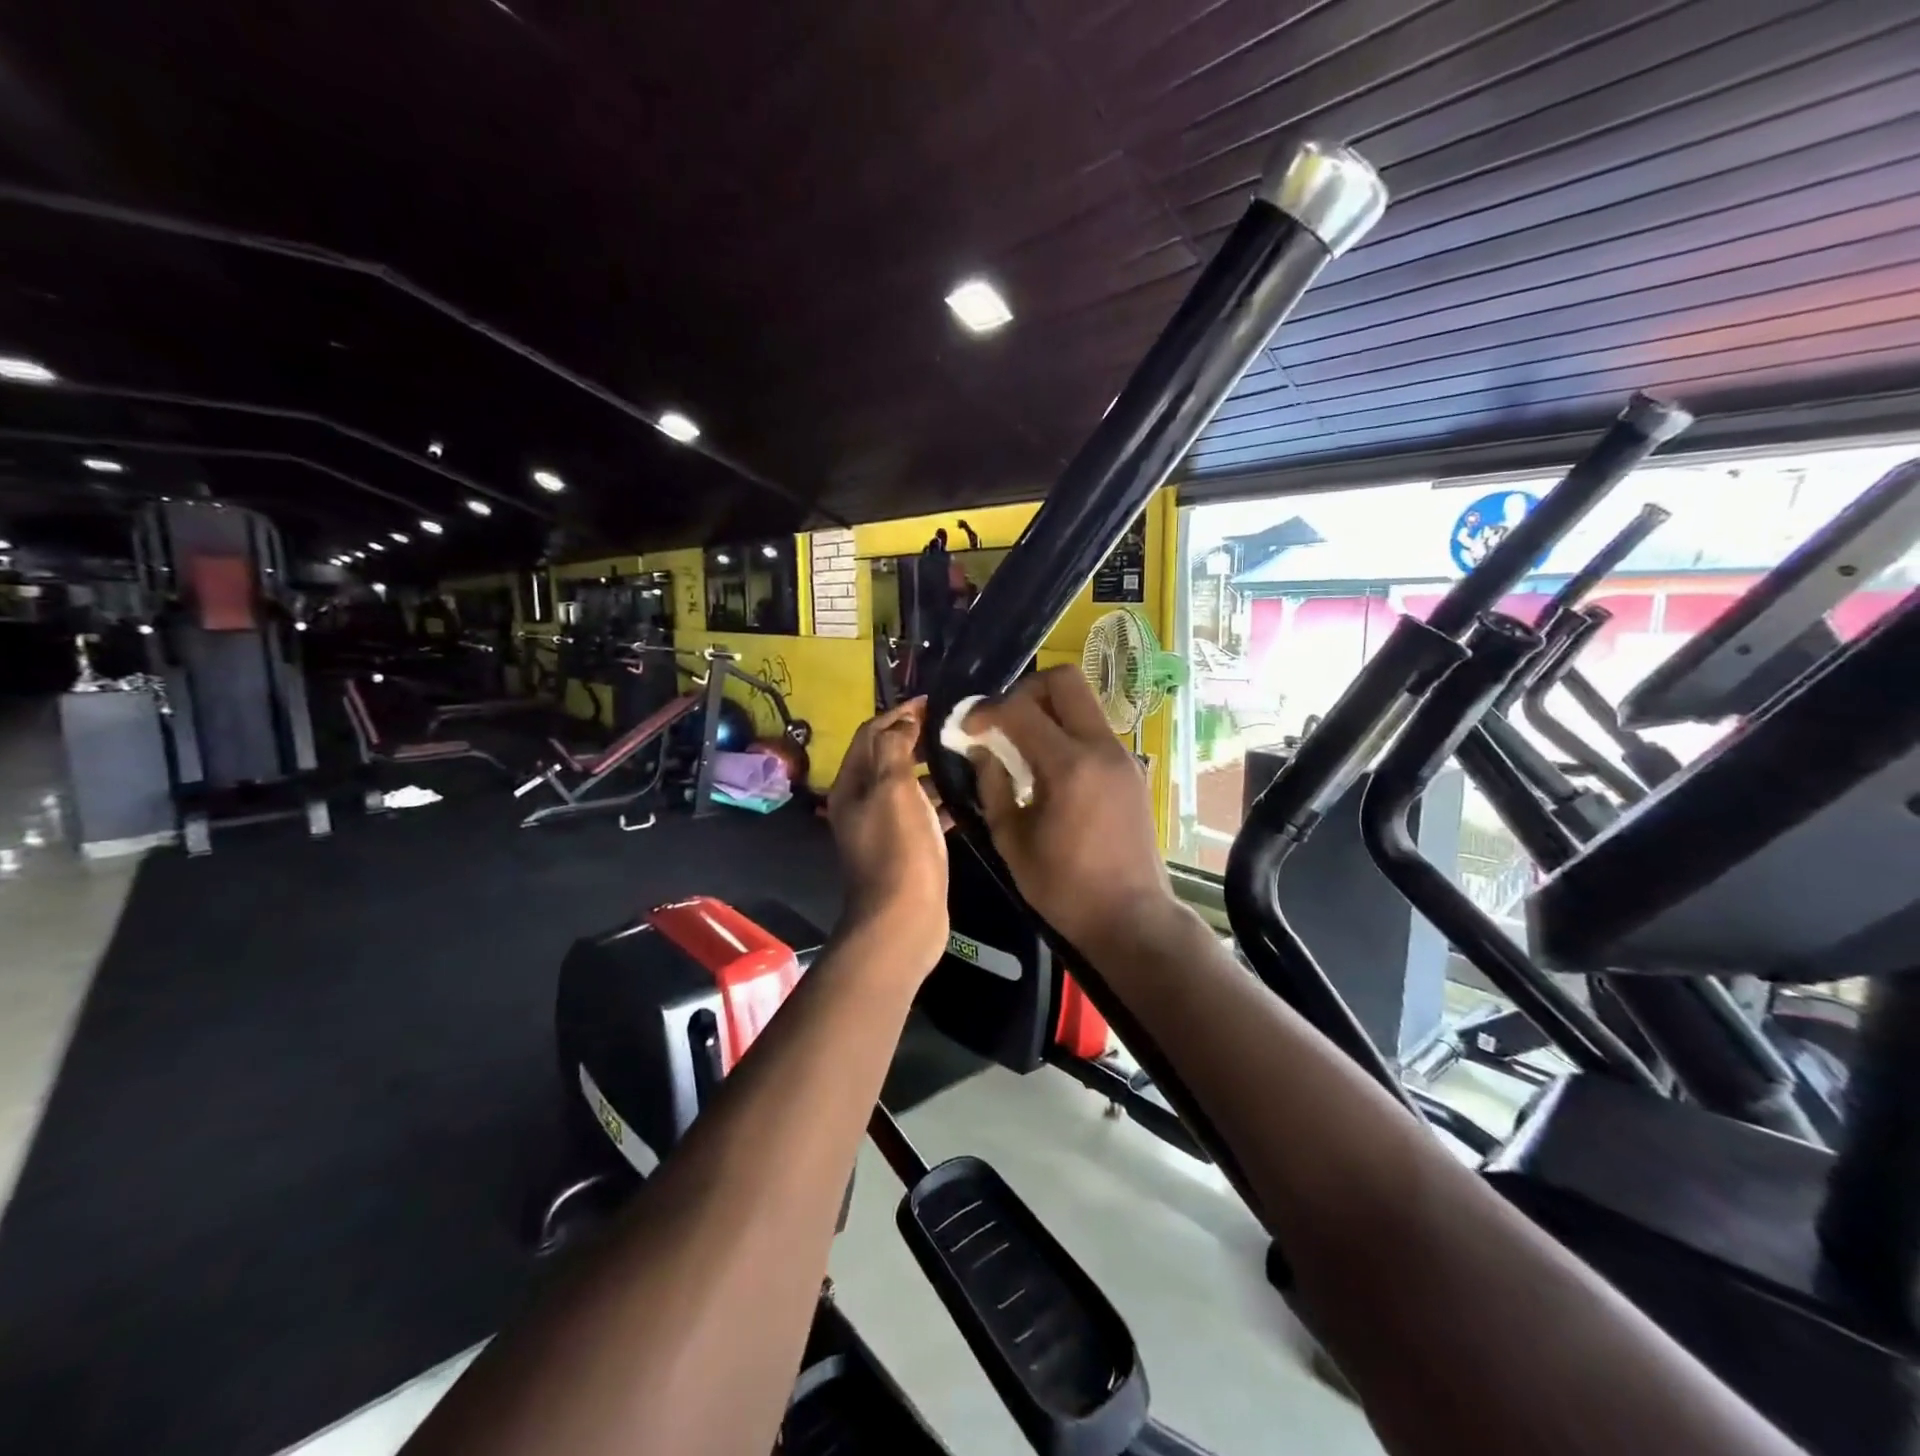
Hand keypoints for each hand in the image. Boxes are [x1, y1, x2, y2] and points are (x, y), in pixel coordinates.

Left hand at [827, 700, 949, 977]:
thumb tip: (903, 720)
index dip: (897, 712)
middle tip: (952, 724)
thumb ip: (895, 748)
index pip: (870, 733)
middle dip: (915, 736)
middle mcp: (862, 803)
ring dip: (931, 767)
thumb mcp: (894, 788)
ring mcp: (885, 827)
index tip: (930, 701)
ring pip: (908, 785)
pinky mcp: (907, 848)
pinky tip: (970, 794)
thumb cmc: (898, 849)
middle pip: (887, 757)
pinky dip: (942, 800)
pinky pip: (924, 812)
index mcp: (851, 785)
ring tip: (967, 753)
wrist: (903, 920)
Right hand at [960, 667, 1180, 956]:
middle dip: (1025, 690)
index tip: (967, 728)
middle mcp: (1101, 748)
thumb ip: (991, 785)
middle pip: (1064, 680)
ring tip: (1022, 746)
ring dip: (1048, 710)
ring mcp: (1122, 756)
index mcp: (1069, 766)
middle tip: (1002, 722)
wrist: (1131, 917)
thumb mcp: (1011, 839)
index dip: (985, 710)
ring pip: (1082, 702)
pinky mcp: (1131, 769)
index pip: (1020, 709)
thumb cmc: (1063, 887)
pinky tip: (1048, 768)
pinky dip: (1066, 732)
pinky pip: (1093, 729)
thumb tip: (979, 749)